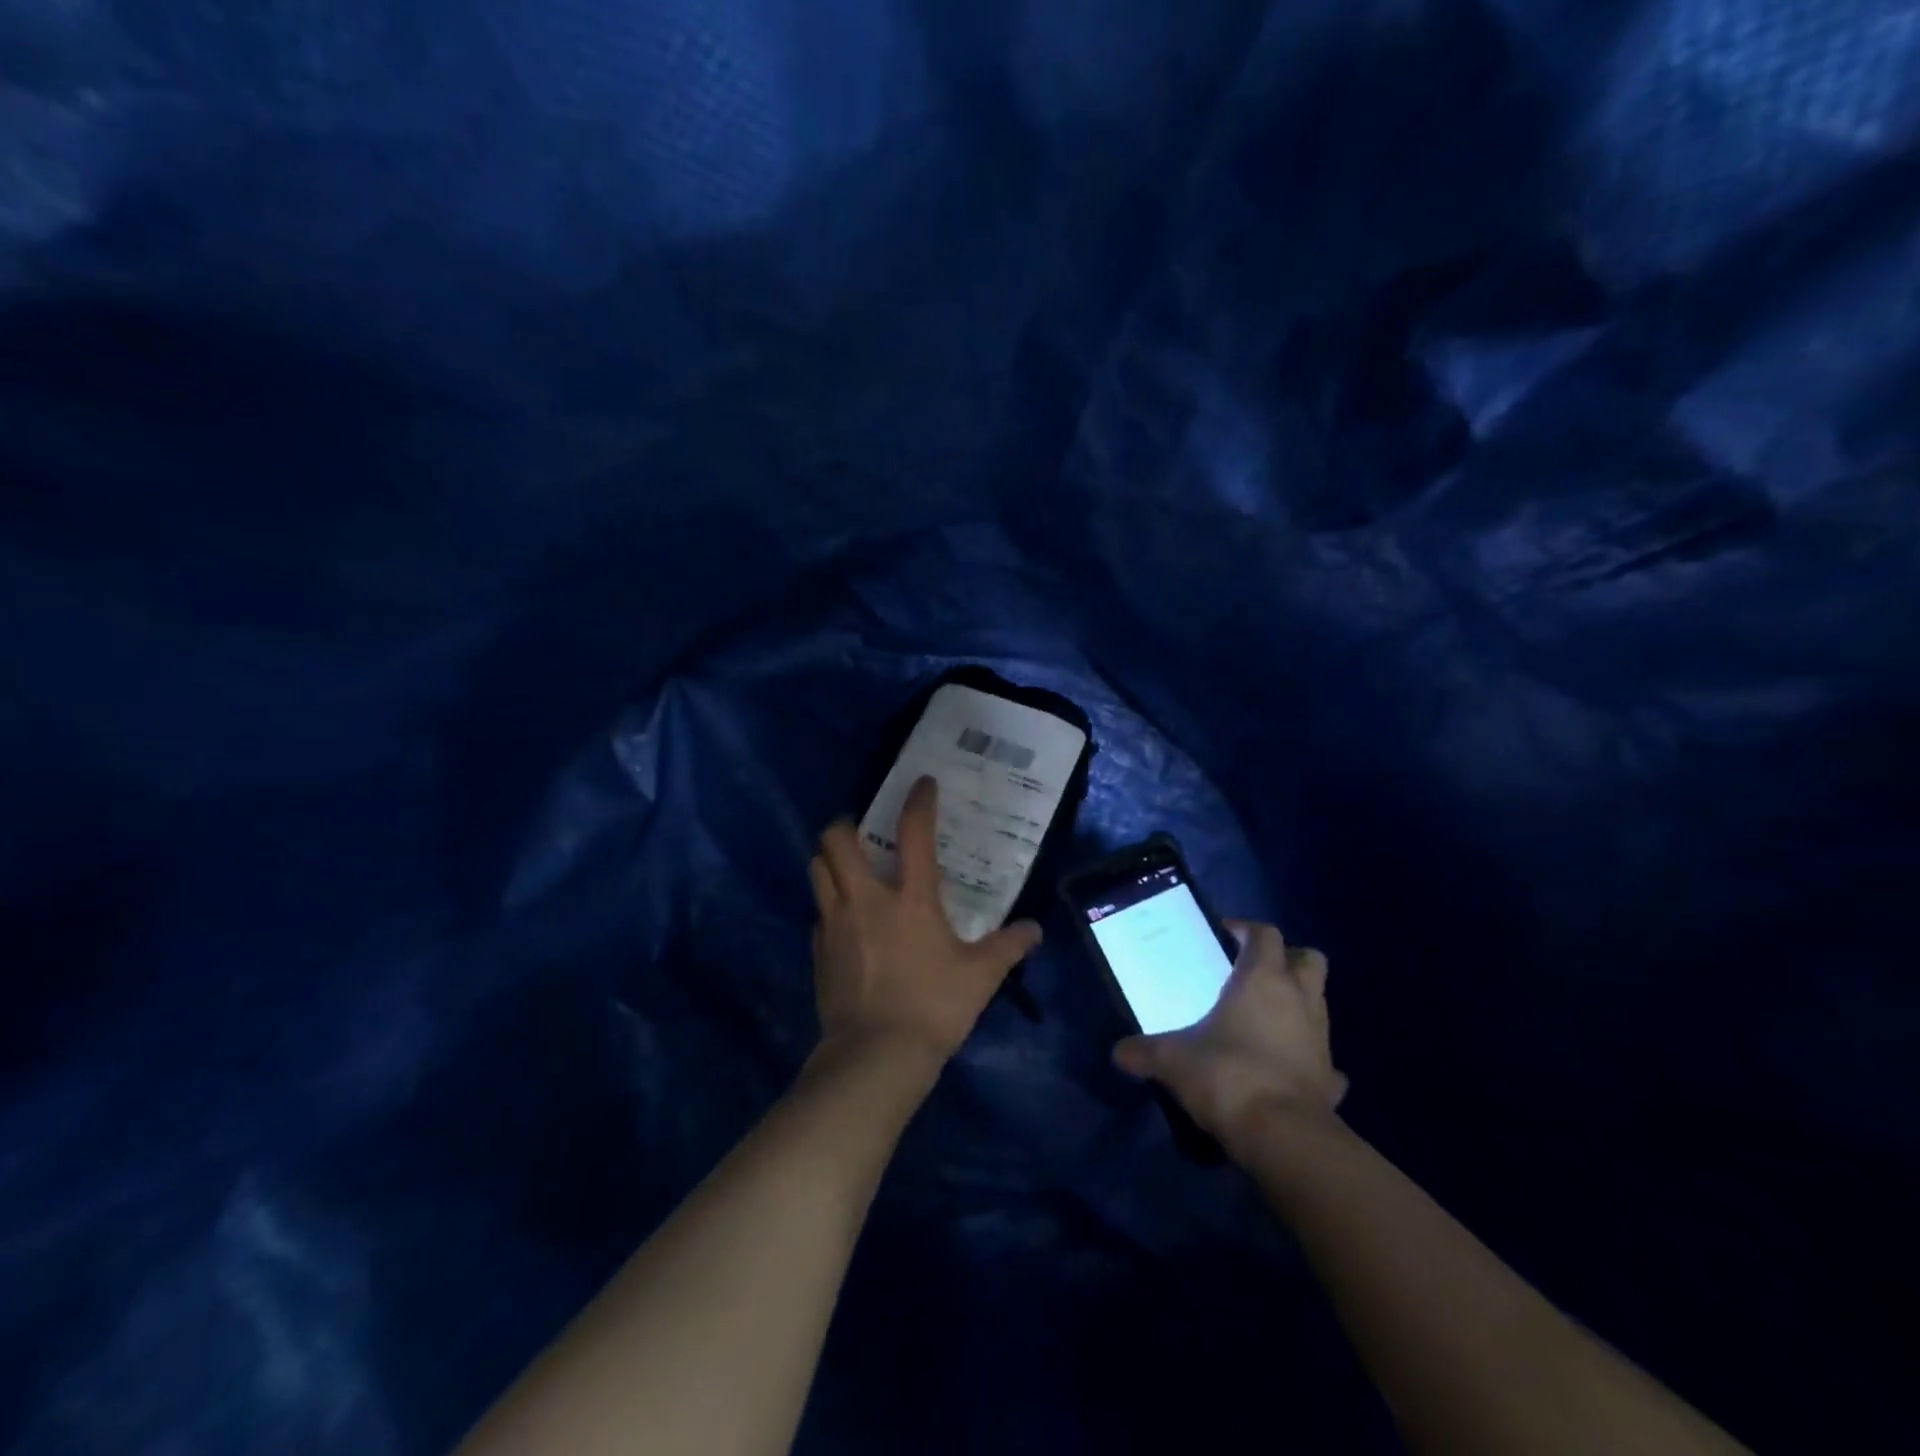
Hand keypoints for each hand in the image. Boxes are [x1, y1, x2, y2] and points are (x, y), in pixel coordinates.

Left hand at [809, 777, 1041, 1069]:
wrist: (875, 1056)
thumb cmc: (933, 1007)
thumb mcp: (980, 977)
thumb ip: (1008, 947)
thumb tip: (1035, 930)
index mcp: (910, 899)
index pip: (914, 834)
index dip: (919, 802)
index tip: (922, 784)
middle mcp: (865, 900)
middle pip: (835, 841)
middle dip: (844, 825)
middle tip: (862, 831)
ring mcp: (834, 924)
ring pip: (817, 870)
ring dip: (830, 860)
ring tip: (849, 868)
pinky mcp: (817, 950)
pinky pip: (818, 912)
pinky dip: (829, 905)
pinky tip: (846, 922)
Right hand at [1113, 921, 1347, 1147]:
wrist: (1283, 1137)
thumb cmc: (1227, 1075)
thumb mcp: (1172, 1060)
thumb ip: (1144, 1051)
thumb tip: (1118, 1052)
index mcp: (1262, 980)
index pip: (1265, 934)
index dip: (1246, 929)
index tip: (1223, 936)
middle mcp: (1299, 999)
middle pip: (1309, 958)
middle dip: (1287, 958)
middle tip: (1254, 971)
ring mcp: (1321, 1039)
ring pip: (1319, 1003)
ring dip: (1297, 1004)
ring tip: (1263, 1019)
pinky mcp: (1330, 1079)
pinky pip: (1323, 1058)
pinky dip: (1308, 1057)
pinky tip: (1285, 1068)